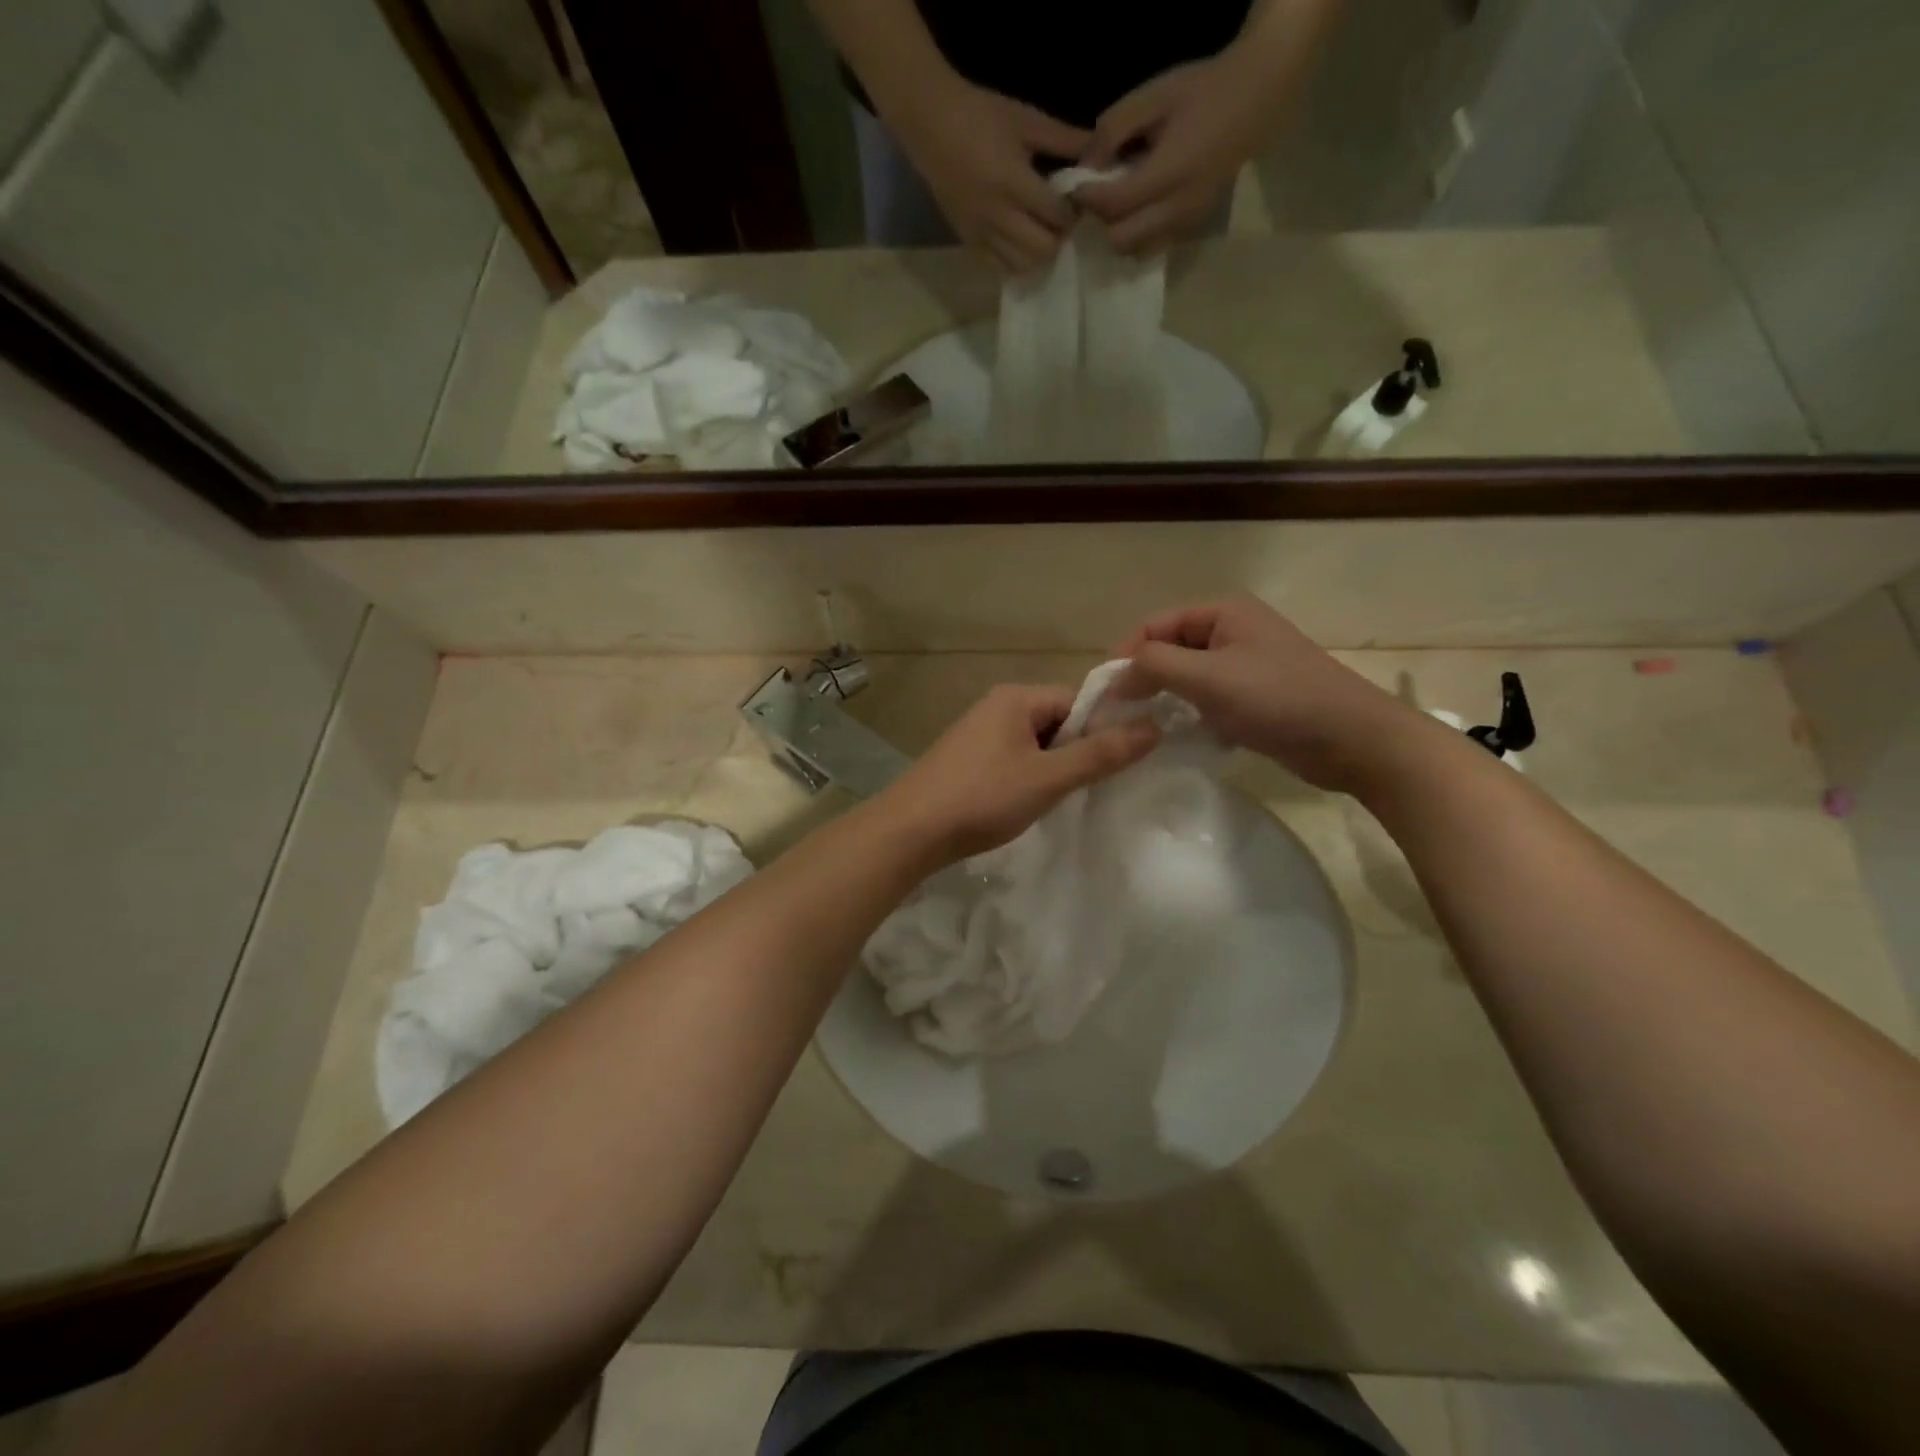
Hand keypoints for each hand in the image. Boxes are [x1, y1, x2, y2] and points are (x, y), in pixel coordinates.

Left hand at [872, 683, 1159, 863]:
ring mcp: (976, 732)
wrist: (910, 831)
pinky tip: (1022, 805)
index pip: (1078, 701)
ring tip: (1053, 801)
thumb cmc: (983, 798)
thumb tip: (1154, 727)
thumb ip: (1101, 754)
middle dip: (1074, 752)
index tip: (1113, 766)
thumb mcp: (1049, 778)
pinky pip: (1010, 759)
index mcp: (1016, 698)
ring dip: (1050, 769)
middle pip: (1056, 721)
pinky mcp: (965, 759)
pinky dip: (1024, 778)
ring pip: (1033, 744)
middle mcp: (995, 705)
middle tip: (1083, 789)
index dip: (1101, 731)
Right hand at [885, 79, 1089, 273]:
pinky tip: (1020, 243)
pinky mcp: (969, 242)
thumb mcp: (1025, 120)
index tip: (1076, 201)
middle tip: (1060, 220)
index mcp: (1014, 182)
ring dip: (1038, 253)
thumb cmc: (980, 116)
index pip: (1056, 214)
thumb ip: (1063, 139)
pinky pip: (999, 267)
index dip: (1073, 212)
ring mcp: (982, 233)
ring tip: (1041, 232)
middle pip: (1043, 248)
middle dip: (1058, 236)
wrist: (931, 125)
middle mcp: (998, 216)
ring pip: (1022, 264)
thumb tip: (1097, 153)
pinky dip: (1016, 261)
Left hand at [1074, 51, 1275, 256]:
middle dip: (1102, 220)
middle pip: (1120, 239)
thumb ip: (1114, 129)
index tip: (1078, 184)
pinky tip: (1138, 211)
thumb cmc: (1203, 91)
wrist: (1256, 99)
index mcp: (1169, 173)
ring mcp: (1187, 223)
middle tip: (1099, 195)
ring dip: (1119, 233)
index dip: (1088, 197)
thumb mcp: (1154, 95)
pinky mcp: (1192, 229)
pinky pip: (1153, 247)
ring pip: (1135, 251)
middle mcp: (1178, 208)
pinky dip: (1138, 237)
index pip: (1114, 203)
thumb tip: (1085, 165)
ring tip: (1119, 204)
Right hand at [1114, 596, 1429, 794]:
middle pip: (1170, 649)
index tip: (1105, 695)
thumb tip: (1117, 677)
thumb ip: (1154, 666)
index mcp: (1223, 612)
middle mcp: (1233, 630)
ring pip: (1188, 676)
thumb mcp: (1207, 677)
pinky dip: (1192, 714)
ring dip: (1166, 699)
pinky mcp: (1256, 695)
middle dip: (1144, 679)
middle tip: (1120, 715)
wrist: (1352, 740)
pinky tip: (1185, 736)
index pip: (1154, 625)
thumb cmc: (1277, 699)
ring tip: (1147, 727)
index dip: (1125, 656)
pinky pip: (1209, 698)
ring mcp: (1247, 664)